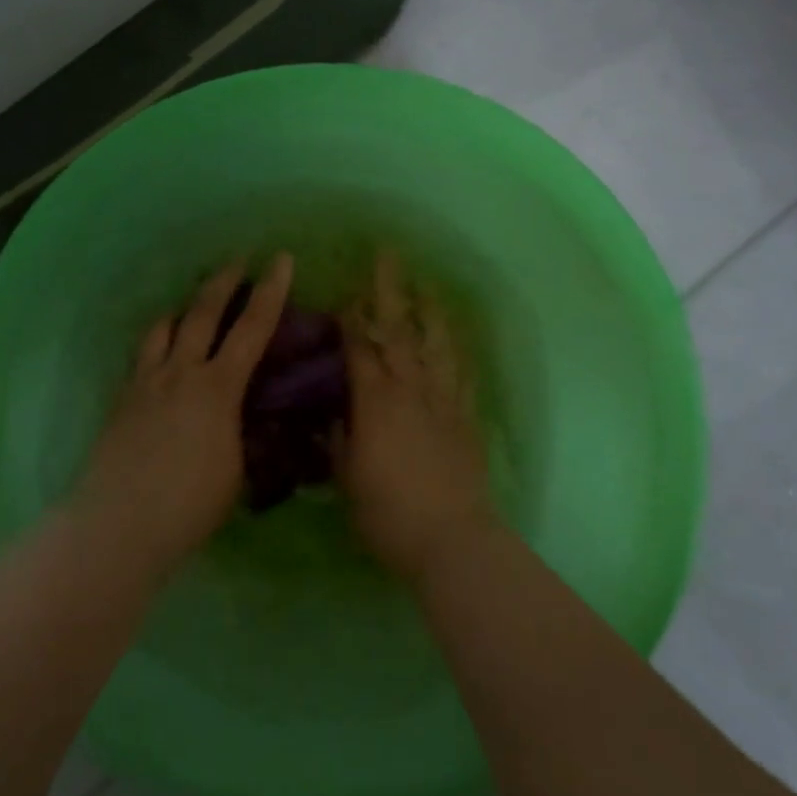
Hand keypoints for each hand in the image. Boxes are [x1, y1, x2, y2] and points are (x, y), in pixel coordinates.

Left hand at [74, 254, 293, 577]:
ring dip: (183, 308)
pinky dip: (158, 340)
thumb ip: (243, 431)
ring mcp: (146, 382)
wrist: (120, 523)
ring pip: (164, 327)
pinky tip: (161, 351)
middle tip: (237, 261)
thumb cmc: (189, 505)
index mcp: (218, 388)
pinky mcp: (123, 398)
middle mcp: (180, 372)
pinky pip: (143, 354)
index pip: (252, 328)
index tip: (280, 259)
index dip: (270, 291)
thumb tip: (248, 414)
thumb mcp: (236, 468)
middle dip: (223, 282)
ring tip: (192, 304)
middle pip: (202, 313)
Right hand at [340, 252, 493, 581]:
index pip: (359, 348)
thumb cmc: (388, 513)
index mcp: (375, 402)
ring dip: (428, 310)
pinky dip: (456, 349)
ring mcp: (442, 400)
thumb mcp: (347, 478)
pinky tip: (454, 336)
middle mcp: (409, 389)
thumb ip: (337, 440)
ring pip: (434, 343)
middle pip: (397, 331)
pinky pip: (461, 372)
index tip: (345, 293)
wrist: (451, 539)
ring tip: (425, 285)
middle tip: (386, 256)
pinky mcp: (465, 416)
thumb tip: (330, 413)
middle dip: (388, 291)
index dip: (350, 318)